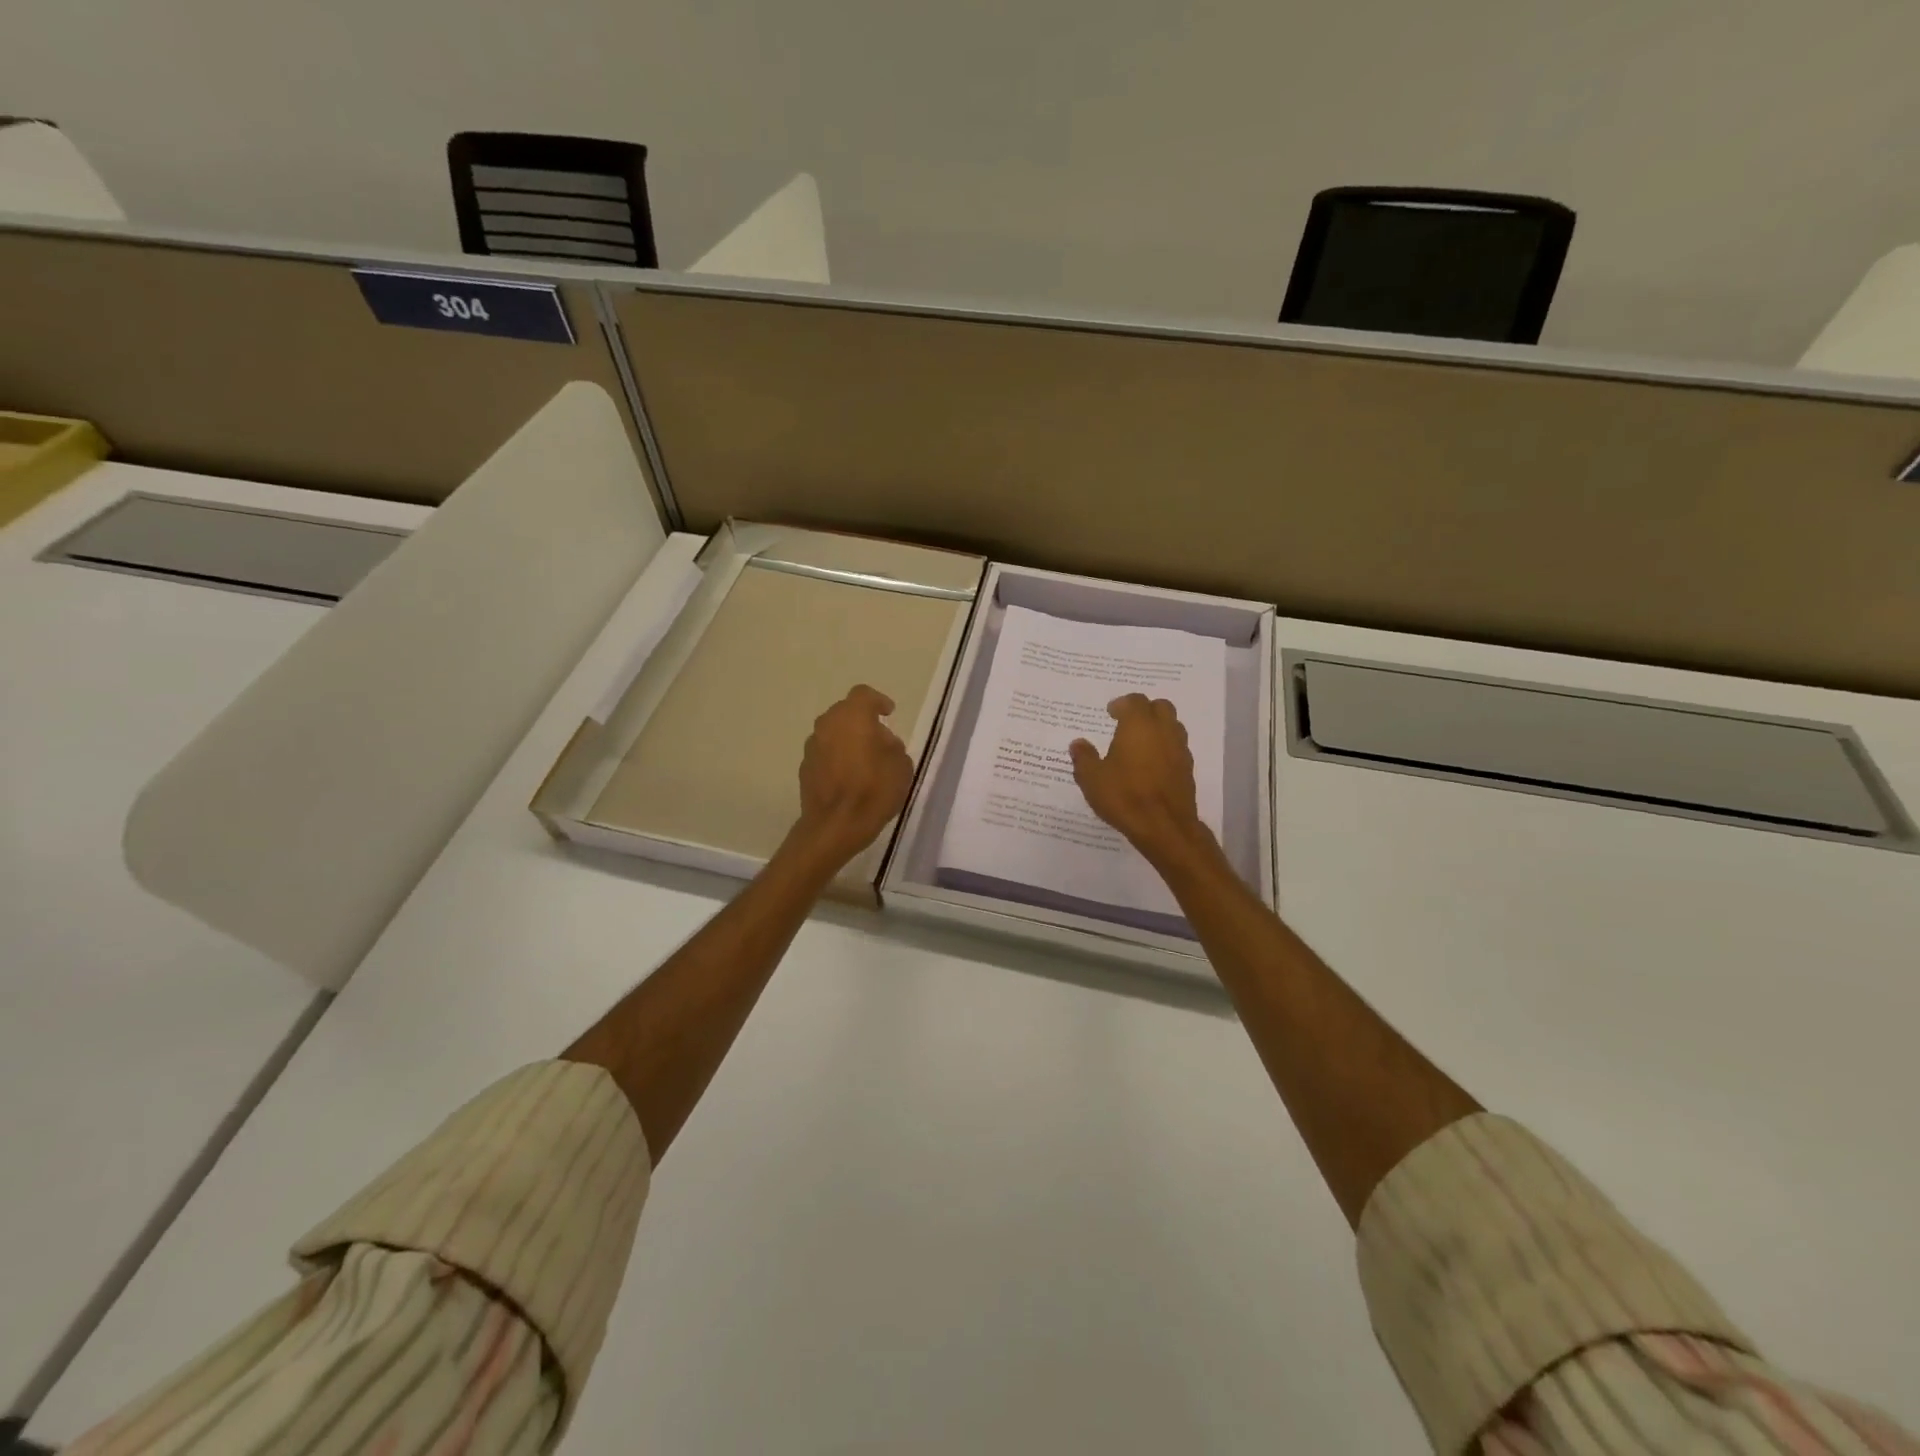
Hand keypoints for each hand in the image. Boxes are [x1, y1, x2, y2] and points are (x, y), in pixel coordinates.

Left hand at [791, 684, 914, 867]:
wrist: (835, 826)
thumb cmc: (874, 790)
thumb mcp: (901, 765)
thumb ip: (892, 745)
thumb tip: (881, 743)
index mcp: (853, 716)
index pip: (864, 695)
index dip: (878, 701)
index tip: (888, 713)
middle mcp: (827, 724)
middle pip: (845, 712)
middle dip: (861, 721)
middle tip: (878, 739)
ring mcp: (812, 746)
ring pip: (832, 733)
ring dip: (846, 740)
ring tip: (863, 760)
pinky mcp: (804, 768)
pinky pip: (824, 753)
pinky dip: (835, 758)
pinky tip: (847, 777)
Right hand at [1069, 694, 1212, 868]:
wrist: (1164, 826)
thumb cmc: (1124, 796)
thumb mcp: (1091, 778)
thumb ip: (1084, 757)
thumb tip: (1078, 743)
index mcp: (1138, 725)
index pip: (1134, 701)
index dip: (1122, 704)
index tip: (1111, 712)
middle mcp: (1163, 730)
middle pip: (1160, 707)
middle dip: (1144, 710)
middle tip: (1127, 722)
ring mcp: (1179, 749)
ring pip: (1173, 726)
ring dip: (1158, 727)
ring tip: (1140, 743)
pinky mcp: (1188, 769)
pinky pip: (1177, 748)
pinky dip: (1165, 748)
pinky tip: (1151, 765)